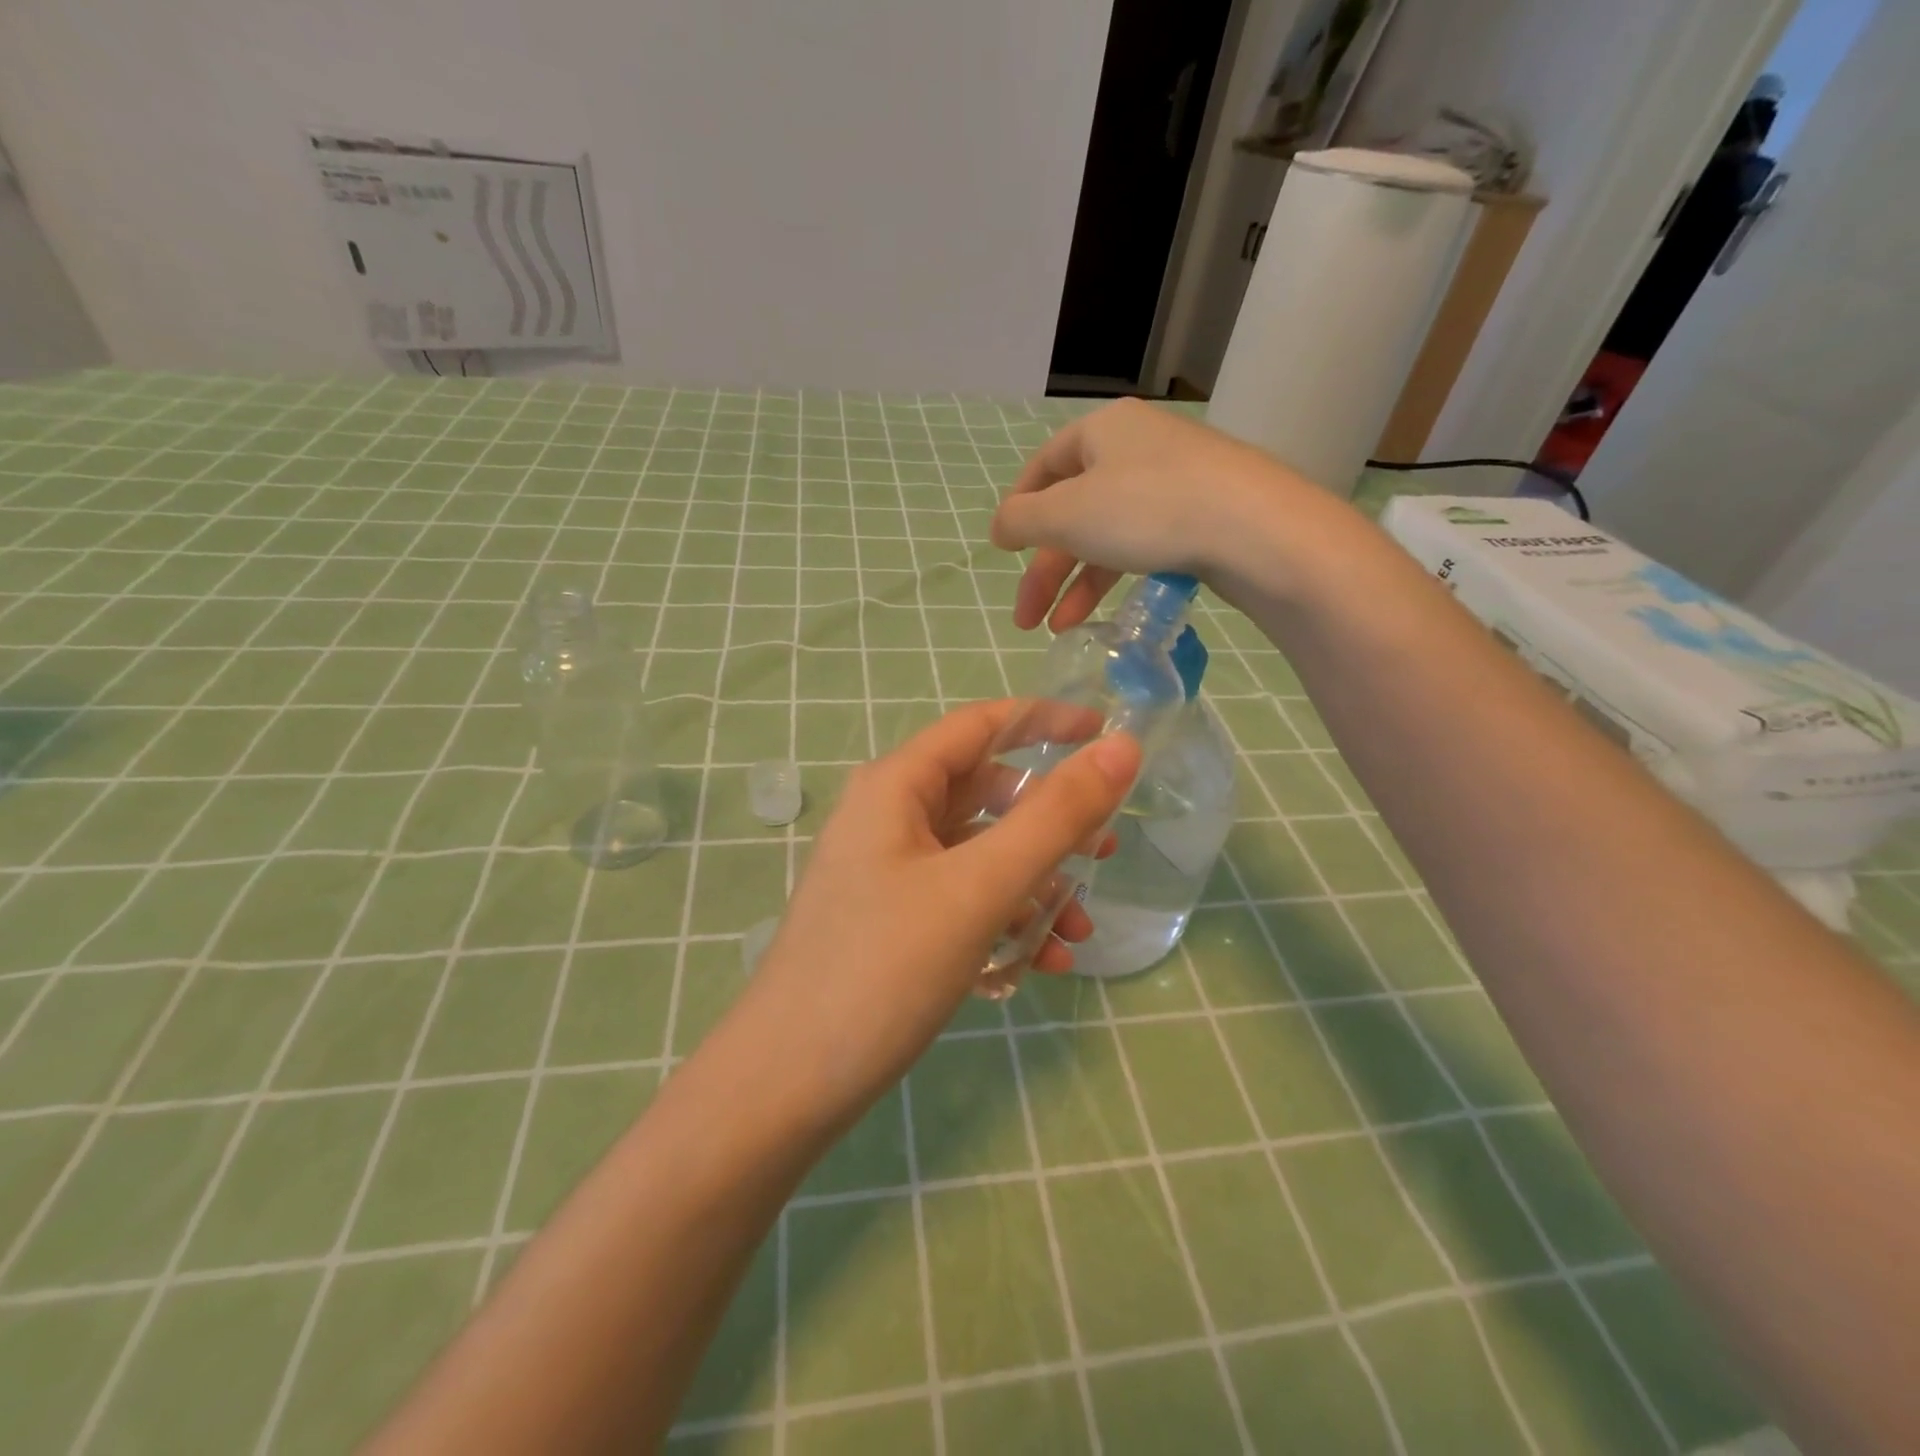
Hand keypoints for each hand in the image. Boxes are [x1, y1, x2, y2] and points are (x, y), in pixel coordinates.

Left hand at [736, 700, 1140, 1126]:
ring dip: (1036, 882)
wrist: (787, 1086)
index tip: (1105, 732)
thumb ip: (1054, 817)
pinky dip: (1006, 919)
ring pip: (980, 854)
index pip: (980, 725)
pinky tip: (1043, 963)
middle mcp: (888, 818)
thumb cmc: (882, 969)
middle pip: (985, 794)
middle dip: (1049, 820)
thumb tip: (1120, 750)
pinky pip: (963, 900)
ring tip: (1081, 928)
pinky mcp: (892, 922)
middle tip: (1105, 849)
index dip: (1044, 721)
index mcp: (896, 786)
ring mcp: (888, 873)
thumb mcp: (979, 888)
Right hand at [990, 398, 1323, 630]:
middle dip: (1046, 570)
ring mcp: (1175, 481)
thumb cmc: (1147, 509)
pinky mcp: (1203, 515)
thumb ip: (1021, 520)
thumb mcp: (1067, 515)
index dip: (1018, 510)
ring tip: (1062, 629)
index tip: (1003, 551)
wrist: (1255, 530)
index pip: (1043, 467)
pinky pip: (1144, 544)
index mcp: (1102, 431)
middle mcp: (1137, 448)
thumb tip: (1000, 526)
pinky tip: (1107, 611)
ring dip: (1078, 584)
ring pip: (1108, 534)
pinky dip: (1118, 577)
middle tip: (1027, 618)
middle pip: (1074, 510)